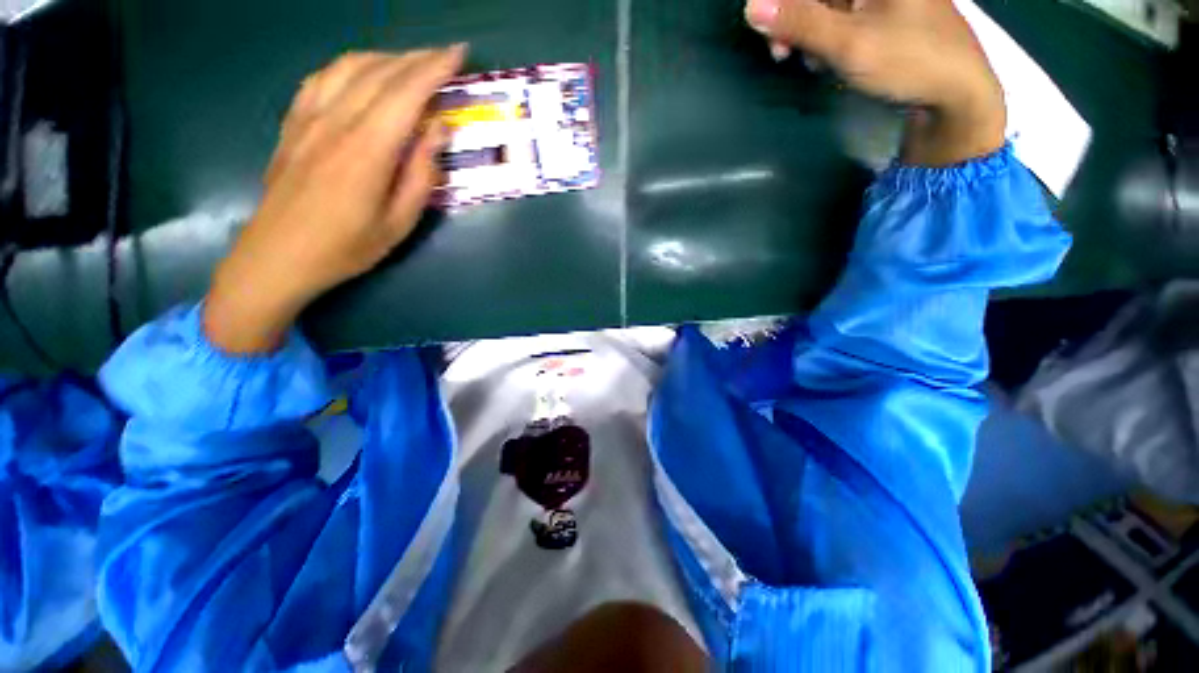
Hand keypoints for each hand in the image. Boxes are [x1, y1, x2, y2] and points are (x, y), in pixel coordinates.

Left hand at [204, 46, 465, 352]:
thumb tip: (438, 131)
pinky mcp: (293, 122)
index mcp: (367, 149)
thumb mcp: (400, 222)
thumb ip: (421, 174)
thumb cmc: (348, 247)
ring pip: (349, 67)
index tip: (459, 53)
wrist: (278, 255)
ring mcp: (309, 117)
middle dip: (418, 58)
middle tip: (445, 58)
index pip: (407, 93)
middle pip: (381, 72)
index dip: (435, 68)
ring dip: (386, 58)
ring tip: (411, 65)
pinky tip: (363, 74)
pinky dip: (350, 66)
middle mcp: (336, 121)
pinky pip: (322, 78)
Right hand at [745, 0, 1004, 165]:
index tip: (766, 29)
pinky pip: (842, 16)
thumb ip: (800, 22)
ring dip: (807, 33)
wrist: (956, 91)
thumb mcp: (848, 43)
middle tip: (782, 53)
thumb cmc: (908, 61)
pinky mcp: (884, 12)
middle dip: (794, 19)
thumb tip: (751, 7)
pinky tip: (826, 59)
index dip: (782, 2)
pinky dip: (826, 38)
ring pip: (827, 5)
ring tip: (811, 62)